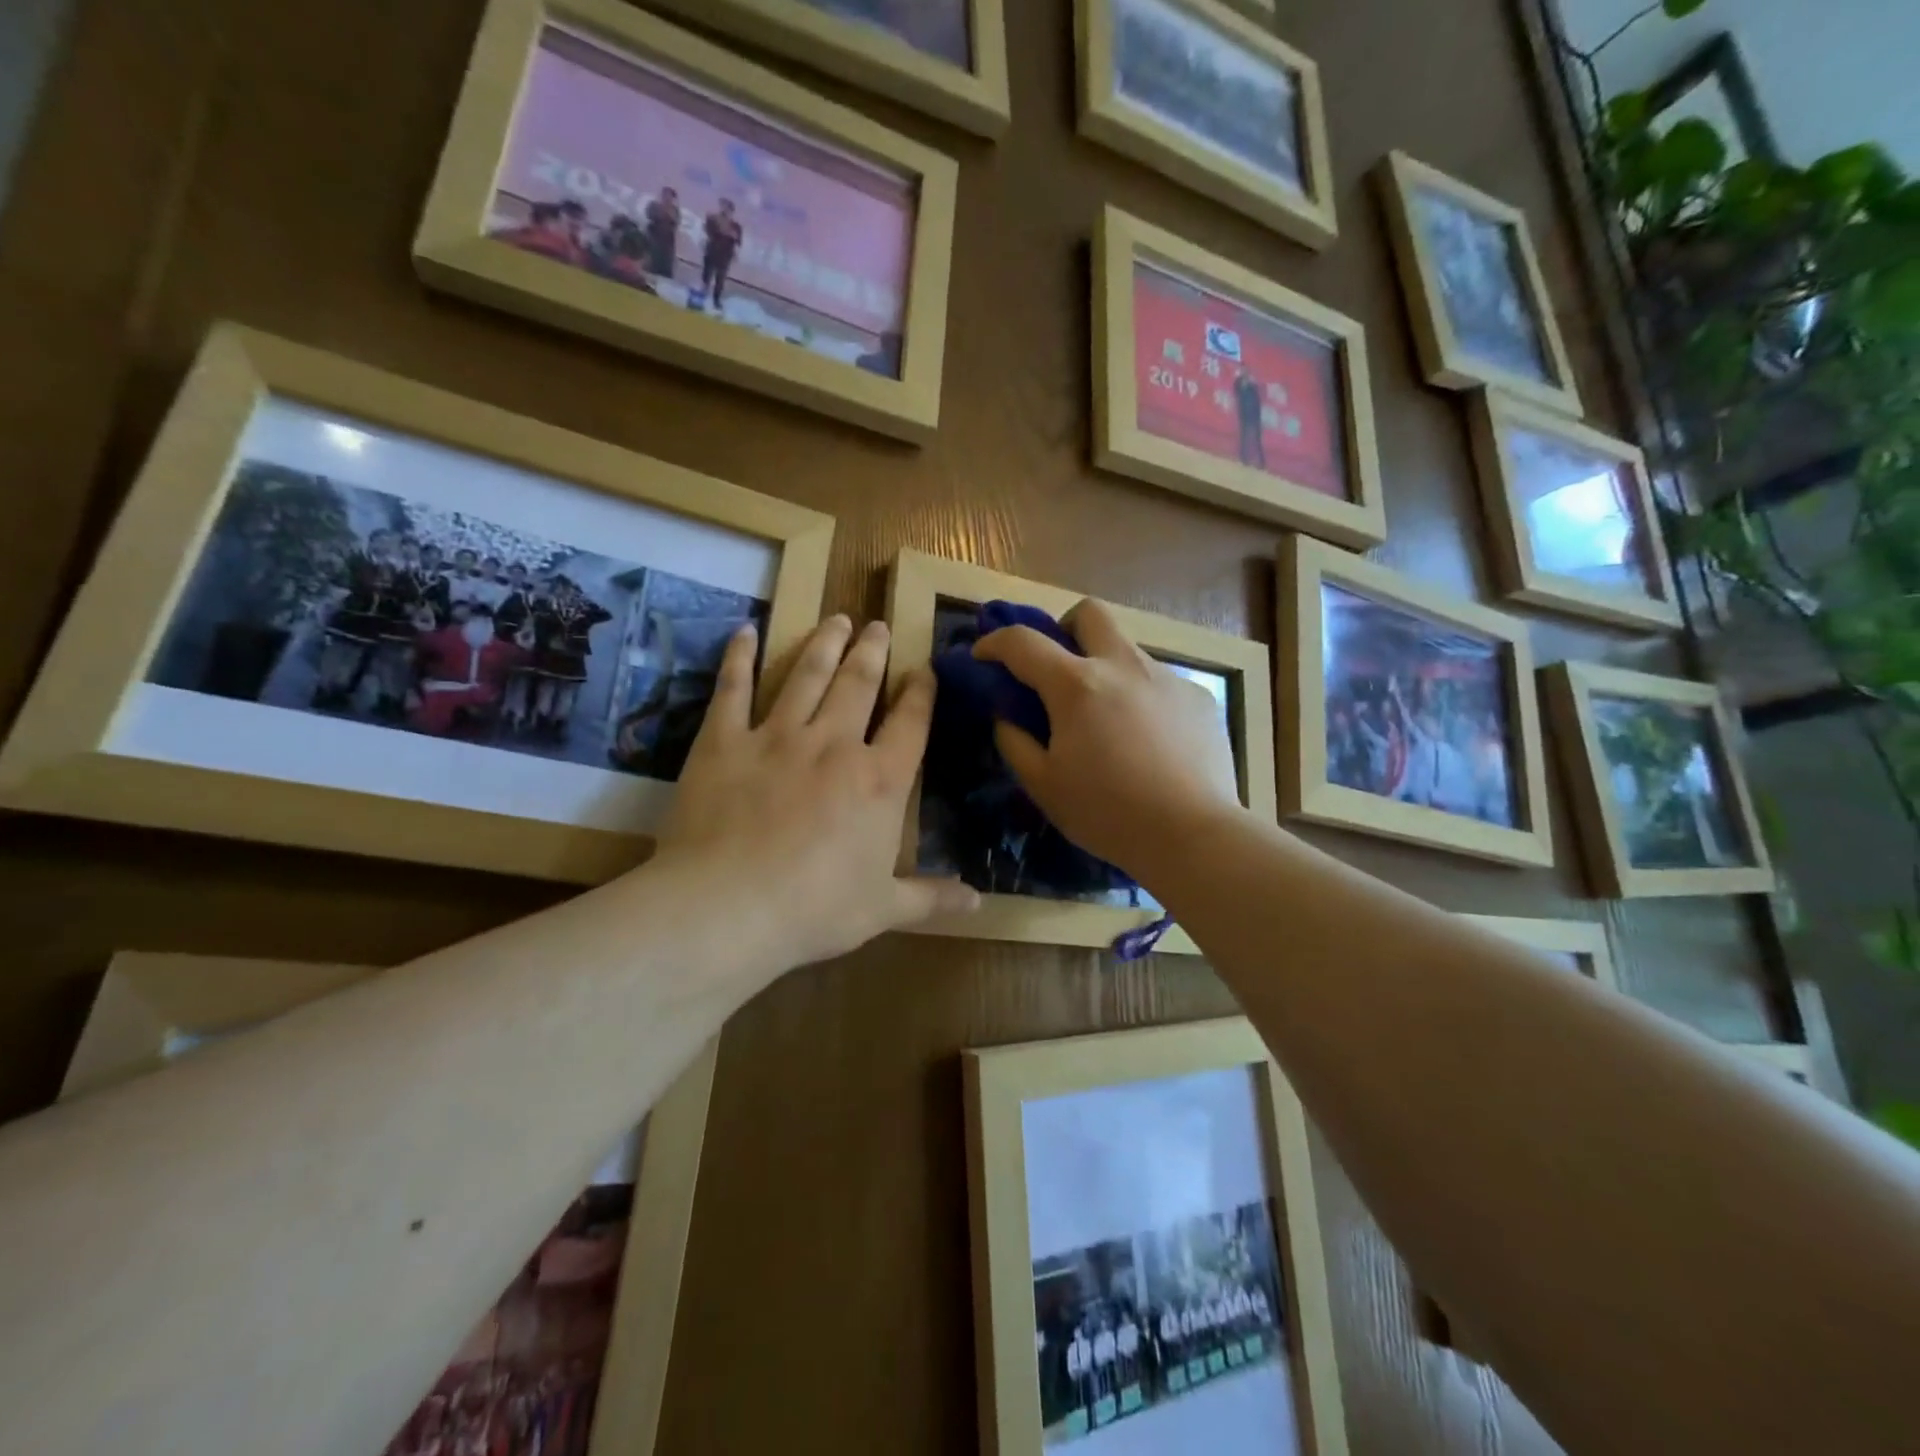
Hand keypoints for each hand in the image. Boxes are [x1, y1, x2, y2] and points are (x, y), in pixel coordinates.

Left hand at [652, 615, 978, 974]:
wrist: (728, 907)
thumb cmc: (815, 910)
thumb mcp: (884, 909)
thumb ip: (931, 898)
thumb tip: (980, 903)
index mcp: (879, 780)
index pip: (910, 723)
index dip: (920, 692)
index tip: (924, 668)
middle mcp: (833, 744)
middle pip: (859, 684)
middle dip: (872, 651)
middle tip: (877, 626)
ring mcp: (776, 736)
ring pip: (806, 674)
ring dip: (824, 643)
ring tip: (836, 618)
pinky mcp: (724, 741)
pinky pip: (733, 688)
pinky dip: (739, 657)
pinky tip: (745, 630)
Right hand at [972, 600, 1243, 878]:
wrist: (1193, 835)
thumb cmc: (1108, 813)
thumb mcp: (1043, 785)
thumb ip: (1014, 741)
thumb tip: (1006, 715)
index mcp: (1077, 684)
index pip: (1023, 642)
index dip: (995, 642)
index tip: (983, 656)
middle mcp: (1123, 665)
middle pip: (1089, 612)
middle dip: (1065, 628)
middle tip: (1059, 669)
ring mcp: (1167, 678)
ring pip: (1128, 650)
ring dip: (1107, 669)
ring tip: (1110, 721)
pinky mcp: (1199, 697)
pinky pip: (1160, 682)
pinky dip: (1142, 699)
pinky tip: (1150, 742)